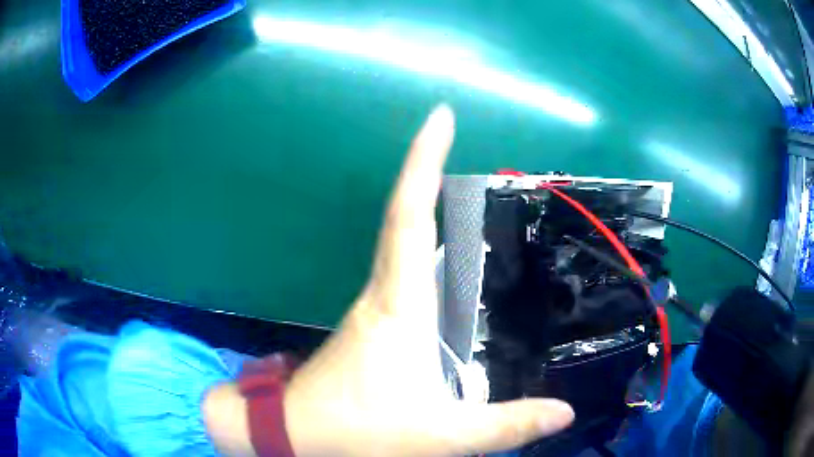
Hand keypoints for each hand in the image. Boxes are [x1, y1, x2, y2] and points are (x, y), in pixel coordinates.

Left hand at [283, 105, 574, 455]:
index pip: (410, 216)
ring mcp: (372, 311)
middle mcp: (383, 295)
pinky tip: (453, 278)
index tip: (440, 116)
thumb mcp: (441, 435)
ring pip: (402, 250)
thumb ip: (506, 426)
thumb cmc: (359, 431)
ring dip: (429, 217)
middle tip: (465, 151)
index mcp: (398, 306)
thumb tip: (565, 411)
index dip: (424, 162)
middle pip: (405, 221)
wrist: (295, 436)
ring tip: (473, 204)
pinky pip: (403, 280)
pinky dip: (427, 261)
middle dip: (430, 178)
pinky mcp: (371, 330)